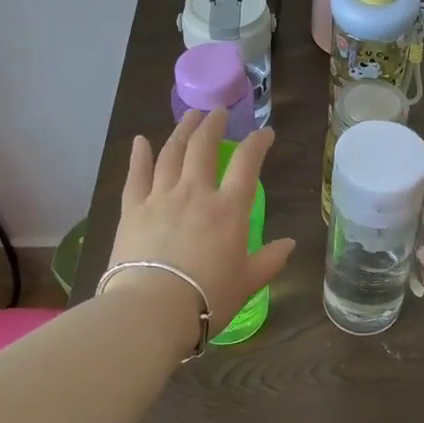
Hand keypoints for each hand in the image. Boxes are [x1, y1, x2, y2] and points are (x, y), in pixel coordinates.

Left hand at [110, 109, 294, 335]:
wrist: (152, 310)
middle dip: (212, 125)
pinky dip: (139, 156)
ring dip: (181, 130)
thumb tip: (290, 243)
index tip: (265, 132)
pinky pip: (136, 176)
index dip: (257, 143)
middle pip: (203, 147)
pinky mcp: (133, 210)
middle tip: (218, 112)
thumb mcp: (248, 282)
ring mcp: (161, 197)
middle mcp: (195, 193)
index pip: (247, 163)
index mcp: (228, 209)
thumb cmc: (208, 298)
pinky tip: (140, 141)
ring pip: (171, 153)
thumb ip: (270, 260)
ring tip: (189, 116)